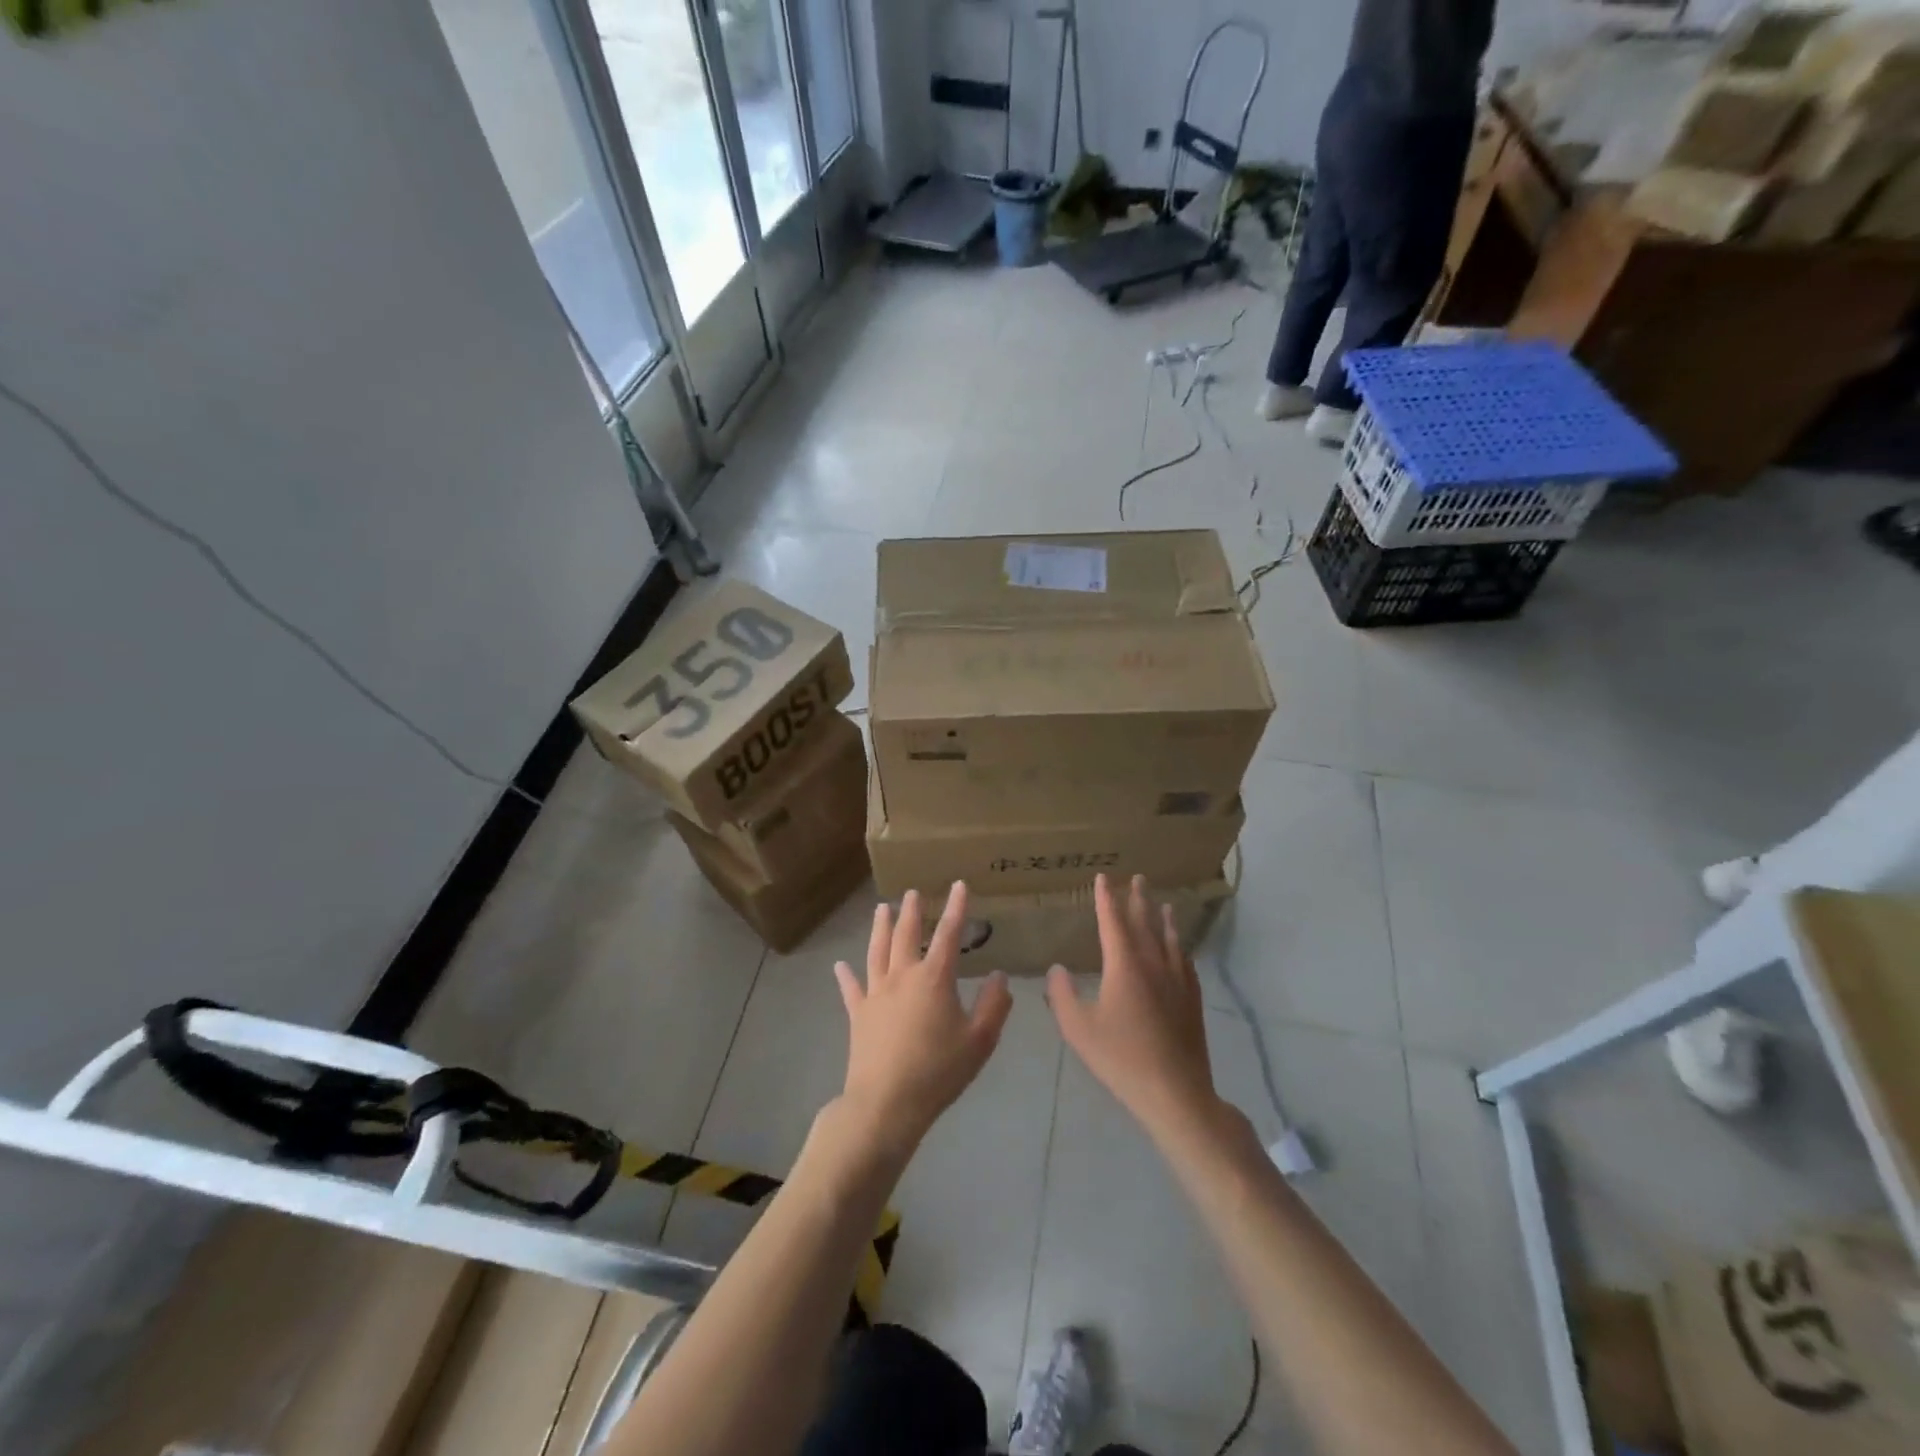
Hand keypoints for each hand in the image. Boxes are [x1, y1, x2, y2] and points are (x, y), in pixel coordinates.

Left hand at [834, 883, 1012, 1157]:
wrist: (886, 1103)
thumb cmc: (938, 1071)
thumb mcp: (980, 1040)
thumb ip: (994, 1005)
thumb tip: (999, 976)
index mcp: (934, 978)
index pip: (949, 934)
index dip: (956, 908)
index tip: (959, 885)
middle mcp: (902, 976)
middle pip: (906, 935)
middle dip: (912, 911)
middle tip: (912, 892)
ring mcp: (876, 994)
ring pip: (877, 952)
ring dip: (880, 928)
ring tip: (881, 909)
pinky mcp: (858, 1015)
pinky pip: (851, 989)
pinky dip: (845, 976)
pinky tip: (840, 965)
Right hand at [1047, 875, 1223, 1138]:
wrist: (1175, 1091)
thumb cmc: (1121, 1058)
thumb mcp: (1078, 1029)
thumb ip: (1062, 996)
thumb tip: (1057, 969)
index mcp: (1124, 965)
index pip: (1113, 921)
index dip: (1106, 898)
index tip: (1103, 878)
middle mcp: (1153, 964)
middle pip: (1145, 923)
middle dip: (1137, 899)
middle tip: (1137, 878)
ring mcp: (1177, 980)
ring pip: (1169, 939)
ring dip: (1162, 918)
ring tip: (1162, 903)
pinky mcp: (1192, 998)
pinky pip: (1184, 960)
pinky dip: (1179, 945)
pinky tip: (1179, 948)